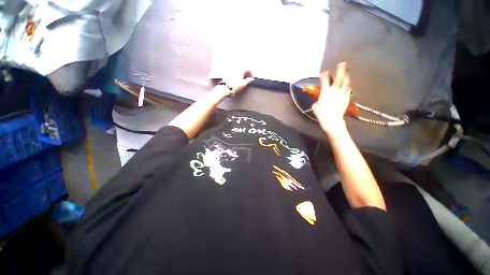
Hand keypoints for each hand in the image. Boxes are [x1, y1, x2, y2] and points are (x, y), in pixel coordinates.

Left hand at [215, 71, 254, 96]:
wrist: (226, 88)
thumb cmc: (235, 86)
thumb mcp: (244, 84)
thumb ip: (249, 80)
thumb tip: (252, 79)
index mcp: (241, 70)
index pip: (248, 69)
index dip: (250, 74)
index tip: (250, 78)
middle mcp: (236, 68)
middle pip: (243, 69)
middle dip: (245, 73)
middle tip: (246, 79)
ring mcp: (231, 70)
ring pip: (238, 70)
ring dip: (240, 74)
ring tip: (241, 80)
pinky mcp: (227, 72)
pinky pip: (233, 72)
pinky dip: (236, 74)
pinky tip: (235, 79)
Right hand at [312, 62, 350, 134]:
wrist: (332, 120)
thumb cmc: (321, 114)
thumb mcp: (315, 107)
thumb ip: (317, 102)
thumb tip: (318, 101)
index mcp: (325, 92)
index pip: (324, 81)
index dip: (324, 75)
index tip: (324, 71)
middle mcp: (334, 90)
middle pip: (338, 78)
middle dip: (340, 70)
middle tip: (342, 64)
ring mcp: (342, 94)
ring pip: (345, 82)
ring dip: (346, 76)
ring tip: (347, 72)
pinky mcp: (346, 98)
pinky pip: (348, 90)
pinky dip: (348, 86)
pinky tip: (348, 84)